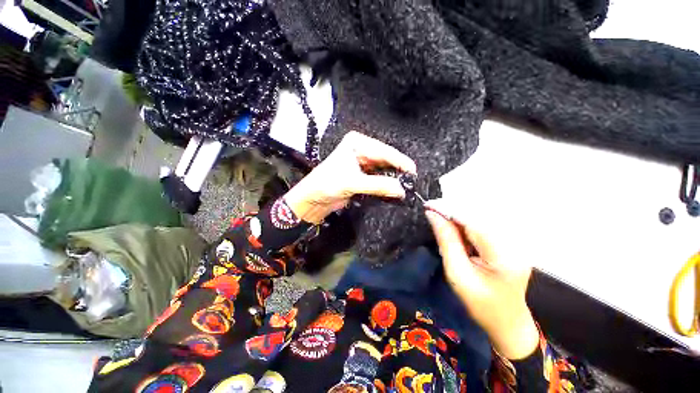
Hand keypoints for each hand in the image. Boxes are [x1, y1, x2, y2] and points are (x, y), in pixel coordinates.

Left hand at [284, 131, 416, 223]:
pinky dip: (386, 184)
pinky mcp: (362, 175)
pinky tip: (393, 189)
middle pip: (385, 159)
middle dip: (397, 170)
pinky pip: (378, 178)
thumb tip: (401, 189)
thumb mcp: (353, 183)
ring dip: (392, 178)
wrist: (313, 199)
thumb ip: (379, 185)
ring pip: (383, 169)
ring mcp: (362, 163)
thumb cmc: (325, 184)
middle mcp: (360, 150)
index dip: (399, 161)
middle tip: (411, 182)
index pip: (383, 151)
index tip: (413, 171)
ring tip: (405, 186)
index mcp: (356, 143)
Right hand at [425, 198, 538, 359]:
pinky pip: (484, 223)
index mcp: (503, 255)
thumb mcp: (457, 274)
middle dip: (452, 209)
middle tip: (431, 211)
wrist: (508, 322)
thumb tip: (433, 215)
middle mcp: (514, 242)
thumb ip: (446, 241)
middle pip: (479, 214)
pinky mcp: (510, 240)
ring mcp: (515, 240)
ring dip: (458, 215)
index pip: (473, 221)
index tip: (428, 205)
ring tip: (441, 219)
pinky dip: (466, 222)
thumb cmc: (481, 305)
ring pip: (481, 216)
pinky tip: (456, 228)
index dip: (449, 209)